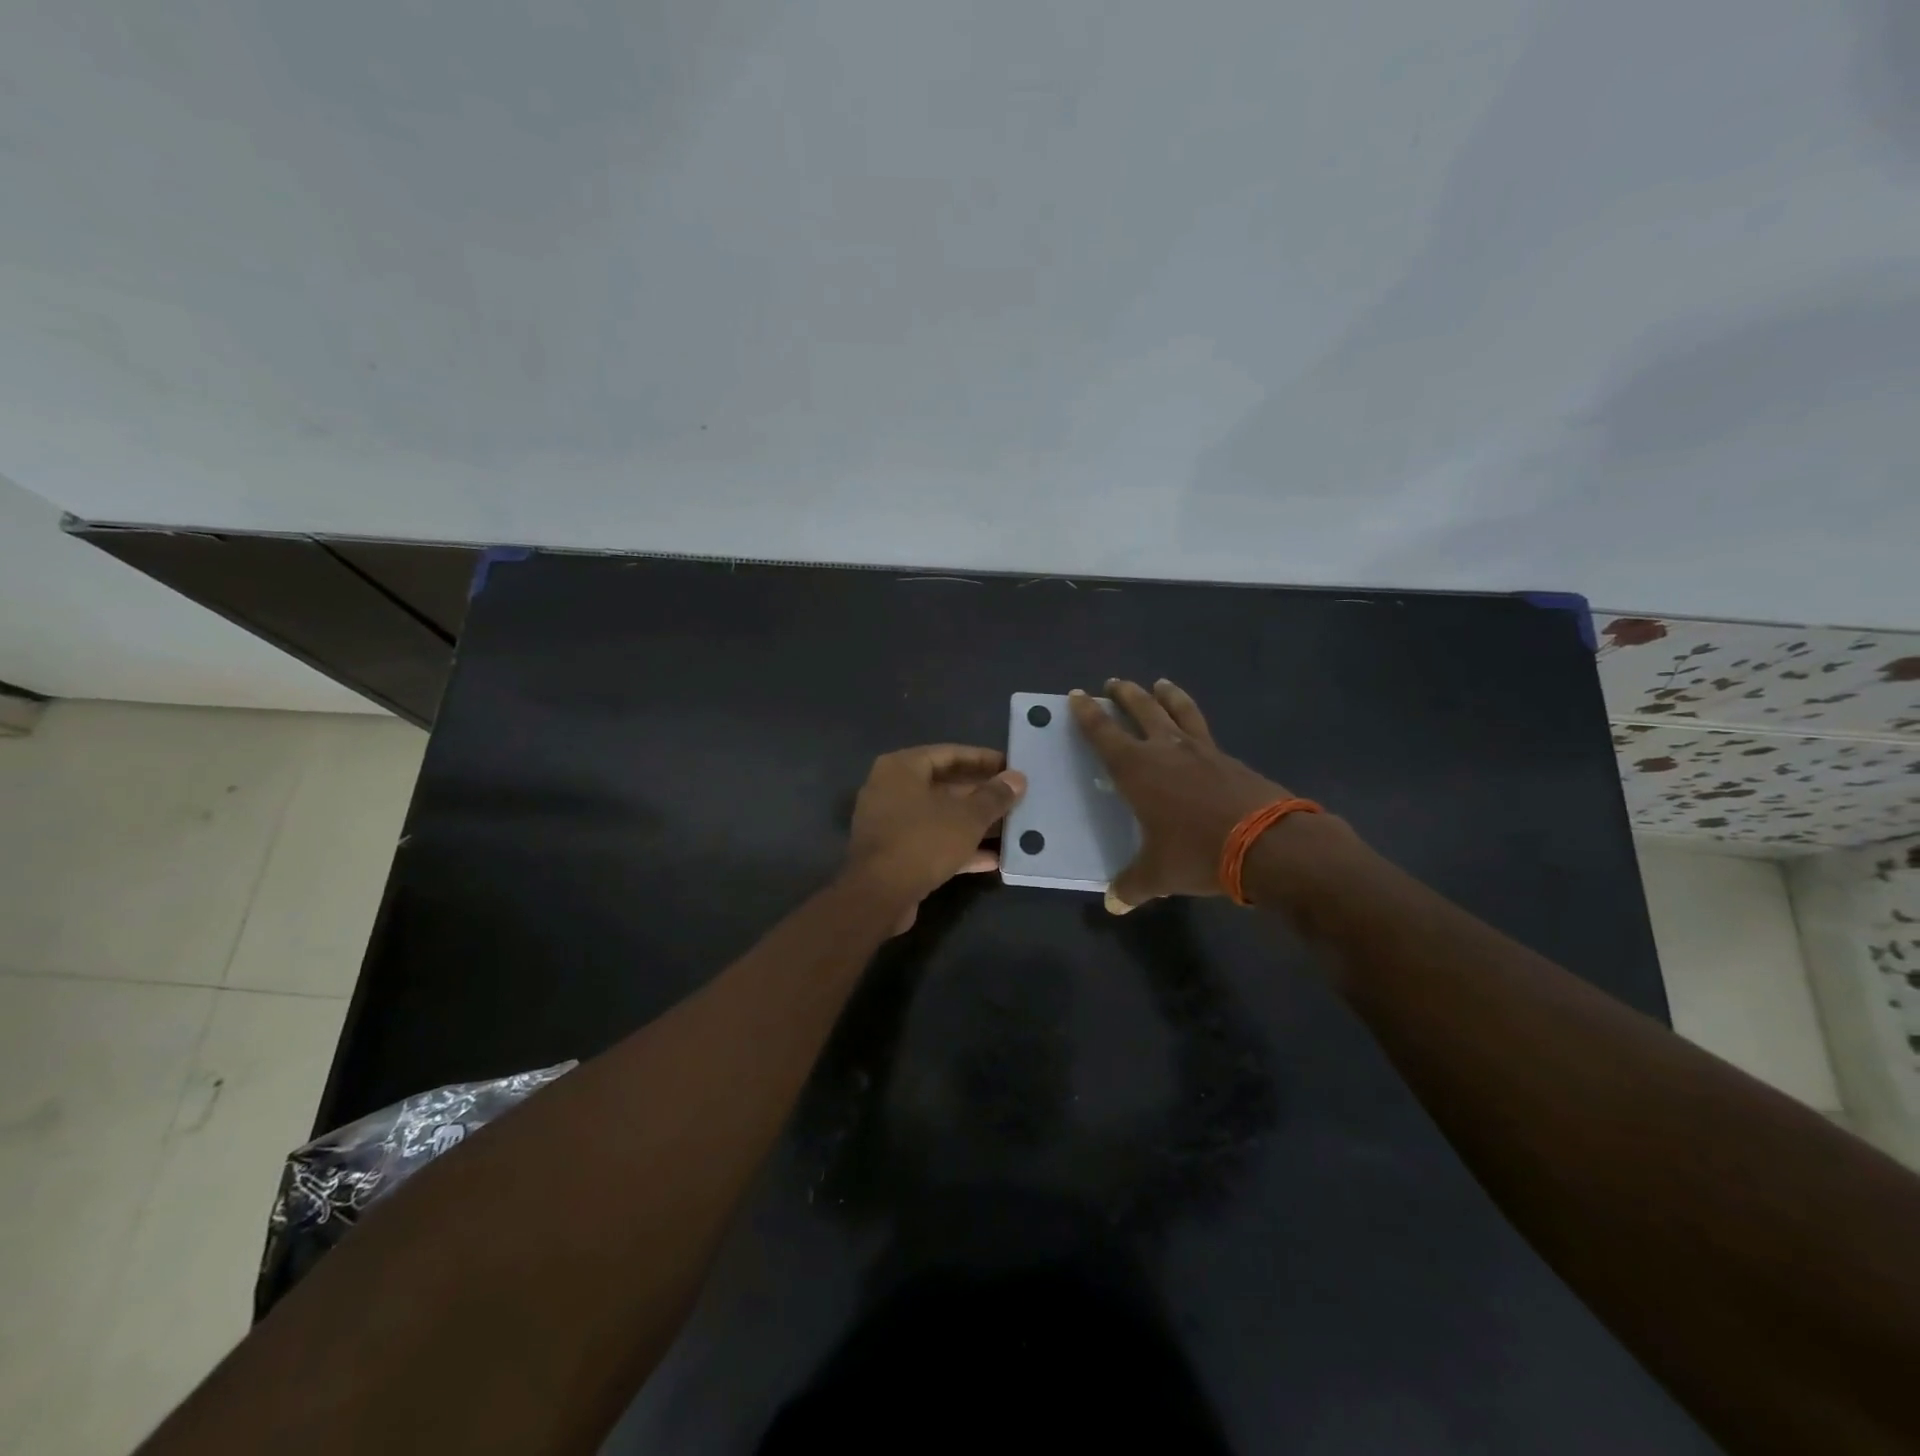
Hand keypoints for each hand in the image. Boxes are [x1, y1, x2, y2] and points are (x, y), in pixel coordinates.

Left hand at [844, 745, 1026, 931]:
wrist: (878, 896)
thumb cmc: (923, 841)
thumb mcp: (967, 817)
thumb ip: (994, 796)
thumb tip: (1018, 778)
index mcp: (902, 768)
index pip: (950, 753)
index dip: (984, 759)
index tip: (1012, 767)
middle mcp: (891, 789)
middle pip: (944, 785)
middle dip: (982, 795)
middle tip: (1015, 798)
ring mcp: (890, 823)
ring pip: (940, 817)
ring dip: (974, 823)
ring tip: (1011, 828)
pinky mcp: (894, 853)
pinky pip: (932, 842)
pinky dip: (959, 848)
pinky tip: (993, 859)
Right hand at [1069, 679, 1292, 912]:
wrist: (1268, 844)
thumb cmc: (1198, 853)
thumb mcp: (1158, 874)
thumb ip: (1131, 885)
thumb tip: (1112, 903)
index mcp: (1137, 770)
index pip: (1104, 733)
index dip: (1087, 714)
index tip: (1077, 696)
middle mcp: (1166, 750)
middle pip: (1141, 709)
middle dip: (1124, 694)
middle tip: (1114, 683)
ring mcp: (1202, 750)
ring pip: (1179, 710)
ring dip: (1165, 695)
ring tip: (1159, 683)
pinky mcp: (1230, 759)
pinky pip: (1204, 730)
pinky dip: (1194, 720)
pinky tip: (1195, 730)